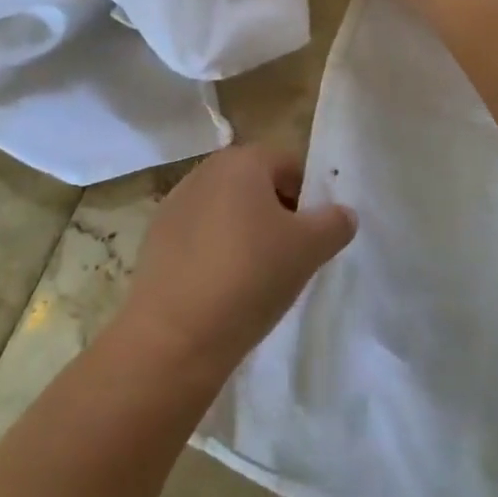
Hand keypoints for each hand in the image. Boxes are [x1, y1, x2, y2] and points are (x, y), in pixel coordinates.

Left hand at [115, 146, 355, 381]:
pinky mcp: (154, 239)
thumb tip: (342, 213)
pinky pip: (199, 236)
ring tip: (256, 276)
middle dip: (276, 212)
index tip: (313, 235)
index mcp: (242, 160)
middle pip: (255, 183)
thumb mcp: (309, 249)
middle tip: (290, 255)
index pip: (289, 163)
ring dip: (244, 232)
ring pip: (226, 209)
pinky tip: (221, 288)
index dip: (308, 196)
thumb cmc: (250, 276)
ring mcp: (174, 203)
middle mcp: (205, 170)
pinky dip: (214, 251)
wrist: (174, 336)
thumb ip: (334, 223)